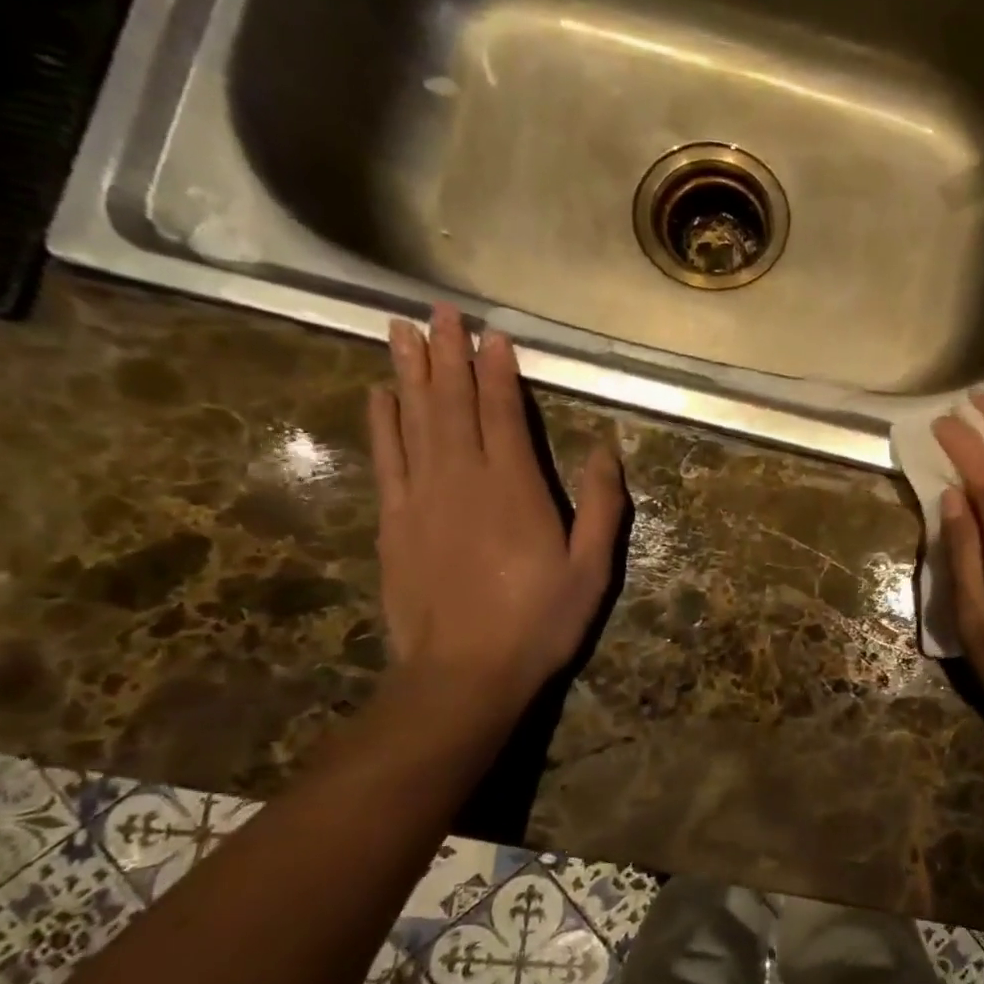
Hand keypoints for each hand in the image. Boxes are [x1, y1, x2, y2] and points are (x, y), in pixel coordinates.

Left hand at [368, 303, 624, 716]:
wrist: (464, 673)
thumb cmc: (540, 622)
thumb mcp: (592, 570)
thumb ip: (601, 506)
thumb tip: (604, 449)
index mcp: (516, 487)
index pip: (503, 412)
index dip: (497, 370)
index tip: (492, 335)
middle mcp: (464, 478)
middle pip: (453, 403)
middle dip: (448, 354)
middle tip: (439, 310)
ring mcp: (422, 498)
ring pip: (414, 420)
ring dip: (409, 373)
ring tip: (401, 330)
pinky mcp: (394, 522)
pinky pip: (387, 459)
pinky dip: (382, 423)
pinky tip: (379, 396)